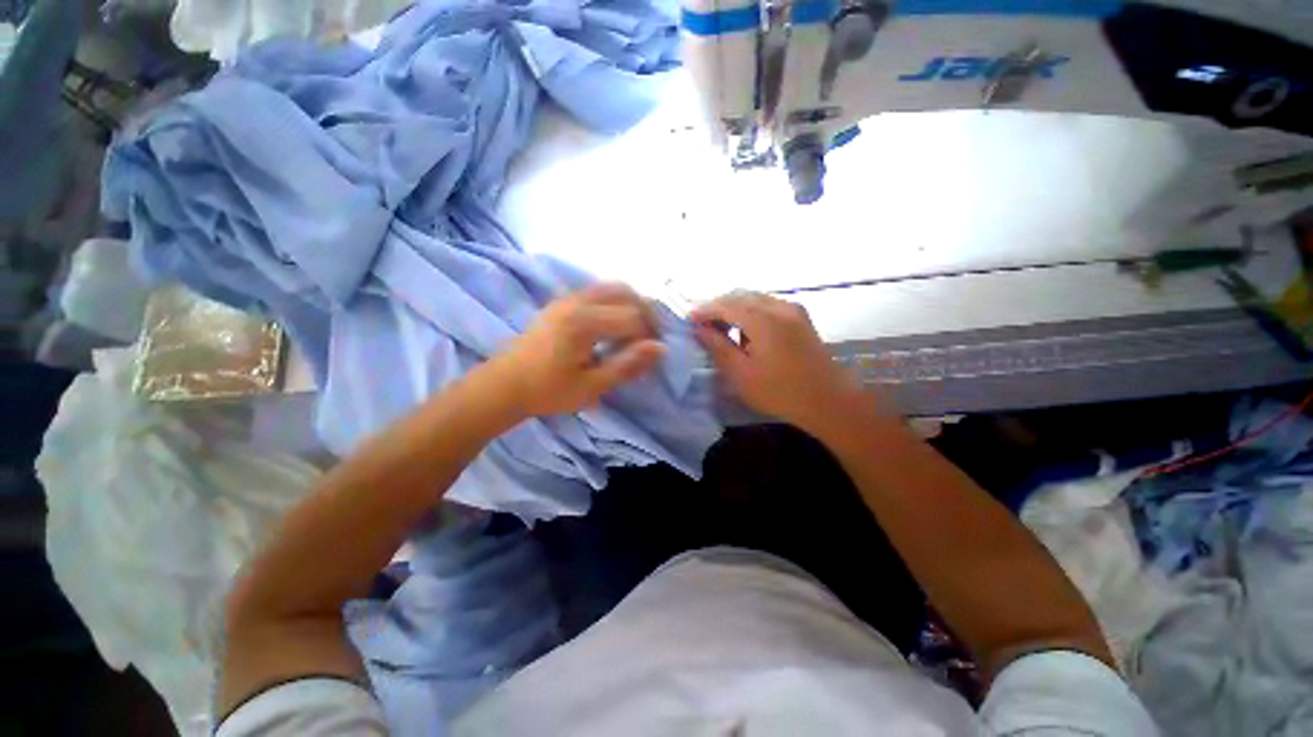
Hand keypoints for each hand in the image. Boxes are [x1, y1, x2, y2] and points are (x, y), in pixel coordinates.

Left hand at [484, 283, 666, 416]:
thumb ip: (627, 365)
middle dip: (646, 313)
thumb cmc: (548, 391)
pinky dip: (616, 301)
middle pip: (626, 293)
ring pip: (612, 287)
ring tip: (637, 330)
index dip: (649, 336)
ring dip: (632, 304)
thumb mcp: (591, 386)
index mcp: (584, 323)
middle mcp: (577, 302)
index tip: (653, 355)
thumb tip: (660, 348)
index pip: (632, 318)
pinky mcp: (562, 301)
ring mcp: (567, 298)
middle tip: (650, 338)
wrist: (505, 384)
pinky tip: (615, 324)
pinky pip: (598, 291)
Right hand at [691, 292, 864, 432]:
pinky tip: (746, 330)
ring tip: (721, 328)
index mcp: (763, 319)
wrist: (828, 402)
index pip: (725, 304)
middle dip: (718, 306)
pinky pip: (768, 305)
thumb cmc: (780, 392)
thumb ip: (718, 346)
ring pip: (755, 298)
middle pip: (740, 296)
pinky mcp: (801, 318)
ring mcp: (793, 310)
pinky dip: (751, 311)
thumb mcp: (741, 374)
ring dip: (735, 308)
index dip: (704, 310)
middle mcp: (779, 306)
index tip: (689, 320)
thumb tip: (699, 329)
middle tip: (703, 324)